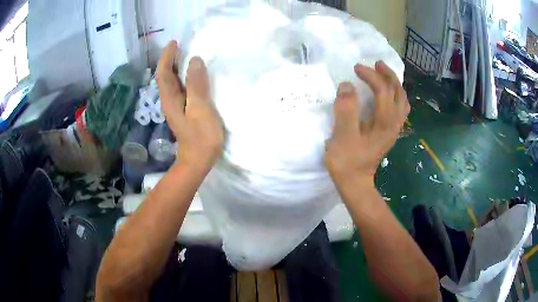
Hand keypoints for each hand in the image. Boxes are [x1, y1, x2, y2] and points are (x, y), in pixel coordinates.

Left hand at [156, 41, 223, 169]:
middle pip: (165, 76)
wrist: (198, 160)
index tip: (174, 42)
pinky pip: (180, 88)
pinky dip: (183, 78)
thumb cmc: (201, 137)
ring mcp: (175, 107)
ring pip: (172, 82)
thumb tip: (194, 60)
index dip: (167, 57)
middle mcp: (169, 100)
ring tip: (185, 55)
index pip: (164, 72)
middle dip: (169, 59)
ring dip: (176, 67)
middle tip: (180, 46)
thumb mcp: (200, 109)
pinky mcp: (183, 111)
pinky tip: (192, 75)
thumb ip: (197, 85)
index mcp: (171, 98)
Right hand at [325, 61, 409, 186]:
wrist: (355, 183)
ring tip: (383, 74)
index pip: (383, 91)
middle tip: (376, 64)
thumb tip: (347, 85)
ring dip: (394, 84)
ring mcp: (394, 128)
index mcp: (384, 123)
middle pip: (399, 93)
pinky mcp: (390, 132)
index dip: (371, 76)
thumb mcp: (342, 137)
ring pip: (402, 100)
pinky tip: (386, 94)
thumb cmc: (347, 162)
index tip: (356, 69)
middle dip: (388, 75)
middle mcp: (394, 123)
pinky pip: (399, 108)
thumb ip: (346, 110)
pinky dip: (395, 96)